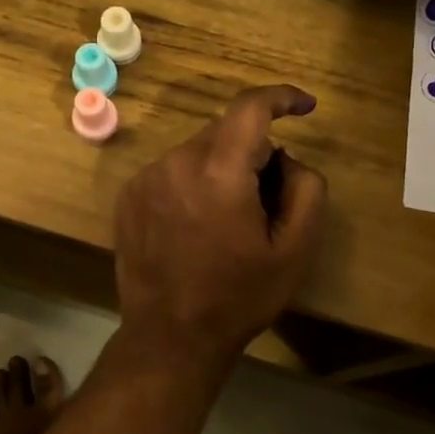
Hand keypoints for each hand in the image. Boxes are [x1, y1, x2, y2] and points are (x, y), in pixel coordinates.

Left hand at [114, 86, 328, 368]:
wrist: (170, 335)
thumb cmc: (239, 296)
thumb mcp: (295, 250)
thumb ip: (306, 188)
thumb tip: (286, 158)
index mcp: (219, 171)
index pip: (250, 108)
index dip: (281, 97)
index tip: (304, 107)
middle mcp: (176, 162)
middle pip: (225, 132)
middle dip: (253, 152)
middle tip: (267, 199)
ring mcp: (146, 177)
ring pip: (198, 151)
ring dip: (221, 168)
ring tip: (227, 222)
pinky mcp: (128, 195)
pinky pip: (171, 171)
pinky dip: (192, 182)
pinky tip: (196, 227)